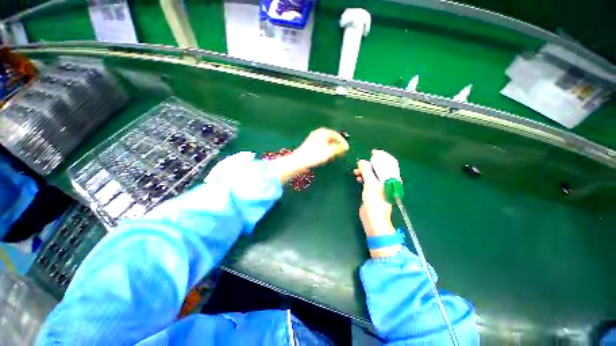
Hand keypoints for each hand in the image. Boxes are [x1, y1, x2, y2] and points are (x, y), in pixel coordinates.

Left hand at [292, 128, 348, 167]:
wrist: (299, 161)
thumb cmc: (315, 155)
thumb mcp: (329, 151)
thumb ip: (339, 148)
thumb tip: (346, 147)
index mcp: (323, 132)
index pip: (336, 134)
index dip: (342, 142)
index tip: (346, 148)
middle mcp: (318, 133)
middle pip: (331, 138)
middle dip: (336, 146)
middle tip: (341, 152)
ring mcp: (313, 139)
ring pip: (325, 143)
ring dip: (331, 149)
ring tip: (334, 156)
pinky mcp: (309, 145)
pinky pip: (320, 146)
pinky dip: (325, 151)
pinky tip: (325, 157)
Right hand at [354, 150, 400, 256]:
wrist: (373, 218)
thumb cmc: (374, 201)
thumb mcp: (370, 183)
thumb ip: (367, 170)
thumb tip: (362, 161)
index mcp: (391, 177)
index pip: (390, 161)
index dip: (381, 155)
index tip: (372, 152)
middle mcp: (388, 180)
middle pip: (381, 167)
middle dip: (370, 163)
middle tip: (361, 163)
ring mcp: (381, 186)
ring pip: (374, 173)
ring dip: (365, 170)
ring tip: (356, 171)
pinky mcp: (374, 191)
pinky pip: (370, 179)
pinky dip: (364, 177)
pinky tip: (358, 178)